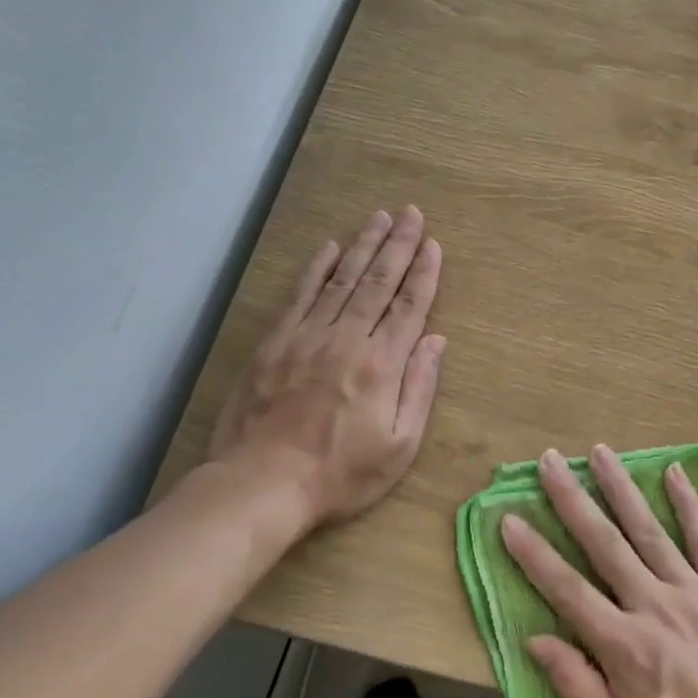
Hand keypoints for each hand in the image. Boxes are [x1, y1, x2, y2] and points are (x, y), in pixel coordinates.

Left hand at [207, 207, 444, 532]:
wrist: (262, 484)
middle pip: (379, 282)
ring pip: (343, 279)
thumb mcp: (399, 446)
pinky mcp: (276, 342)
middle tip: (411, 213)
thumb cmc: (340, 473)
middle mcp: (348, 339)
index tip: (433, 243)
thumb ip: (419, 388)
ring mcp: (308, 336)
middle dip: (399, 245)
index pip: (410, 307)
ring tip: (380, 218)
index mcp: (382, 364)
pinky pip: (301, 294)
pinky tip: (331, 246)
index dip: (424, 273)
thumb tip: (435, 340)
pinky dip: (317, 267)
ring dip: (364, 245)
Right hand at [501, 445, 697, 697]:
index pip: (566, 589)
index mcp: (624, 644)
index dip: (534, 554)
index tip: (509, 519)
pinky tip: (673, 473)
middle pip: (604, 543)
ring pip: (648, 529)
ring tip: (600, 452)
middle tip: (550, 462)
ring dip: (621, 488)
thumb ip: (577, 686)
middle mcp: (654, 604)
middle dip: (572, 500)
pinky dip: (687, 504)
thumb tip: (535, 639)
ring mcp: (694, 591)